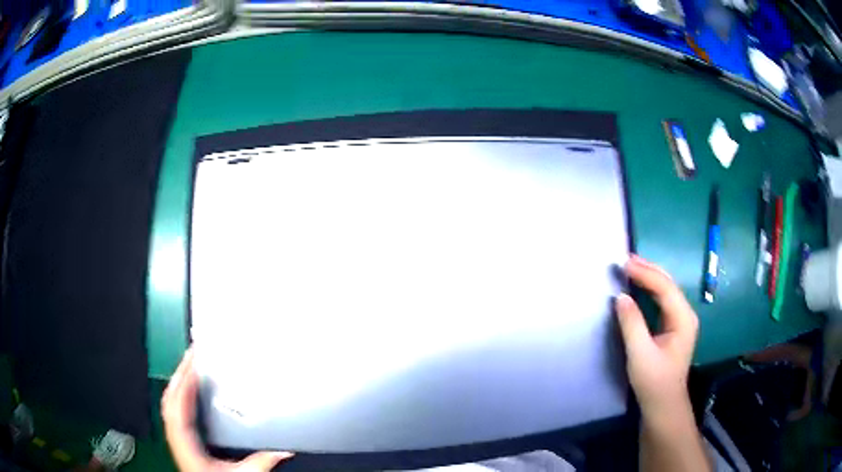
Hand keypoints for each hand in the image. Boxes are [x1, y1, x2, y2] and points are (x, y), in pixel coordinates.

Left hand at [162, 347, 293, 470]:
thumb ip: (261, 462)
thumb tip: (283, 450)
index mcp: (185, 440)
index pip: (179, 403)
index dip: (185, 380)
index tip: (195, 362)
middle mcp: (175, 435)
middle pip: (171, 395)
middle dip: (181, 371)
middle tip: (193, 353)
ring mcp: (175, 435)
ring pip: (170, 400)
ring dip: (178, 380)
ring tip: (189, 364)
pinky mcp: (179, 437)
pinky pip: (173, 407)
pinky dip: (178, 392)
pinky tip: (185, 387)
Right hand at [615, 255, 699, 419]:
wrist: (664, 404)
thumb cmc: (654, 381)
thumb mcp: (640, 354)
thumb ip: (631, 324)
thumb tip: (620, 297)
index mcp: (683, 319)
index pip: (665, 288)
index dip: (645, 274)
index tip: (624, 264)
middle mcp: (686, 315)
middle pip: (668, 284)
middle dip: (649, 269)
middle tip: (626, 259)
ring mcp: (681, 320)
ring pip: (667, 290)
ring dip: (650, 276)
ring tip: (631, 266)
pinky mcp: (674, 326)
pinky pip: (663, 300)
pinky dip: (651, 289)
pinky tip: (641, 285)